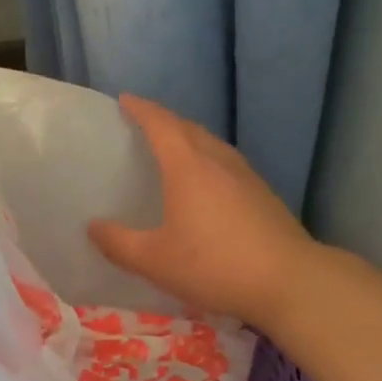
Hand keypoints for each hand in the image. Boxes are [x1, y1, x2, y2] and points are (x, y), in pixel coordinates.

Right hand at [88, 95, 319, 330]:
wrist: (288, 281)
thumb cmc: (214, 264)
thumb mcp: (155, 261)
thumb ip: (119, 243)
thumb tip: (93, 227)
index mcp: (188, 166)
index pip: (160, 124)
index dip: (141, 109)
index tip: (125, 100)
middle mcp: (218, 161)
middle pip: (189, 129)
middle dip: (165, 121)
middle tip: (145, 126)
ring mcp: (246, 176)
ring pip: (212, 145)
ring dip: (190, 140)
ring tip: (174, 152)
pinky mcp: (263, 195)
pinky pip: (227, 165)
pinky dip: (209, 162)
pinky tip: (208, 187)